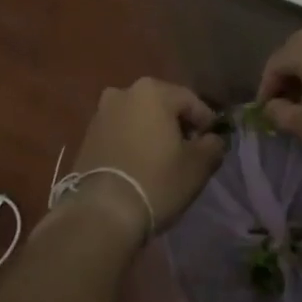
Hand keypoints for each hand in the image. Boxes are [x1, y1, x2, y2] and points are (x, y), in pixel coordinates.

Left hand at [66, 78, 225, 236]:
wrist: (102, 211)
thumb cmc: (156, 181)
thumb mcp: (197, 166)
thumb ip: (212, 145)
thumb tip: (213, 139)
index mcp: (152, 90)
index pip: (190, 100)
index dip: (206, 121)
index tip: (213, 143)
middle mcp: (124, 91)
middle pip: (162, 105)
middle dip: (177, 124)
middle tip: (189, 151)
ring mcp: (102, 112)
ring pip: (139, 117)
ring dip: (152, 132)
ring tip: (163, 160)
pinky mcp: (88, 134)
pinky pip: (120, 132)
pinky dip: (132, 142)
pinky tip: (139, 165)